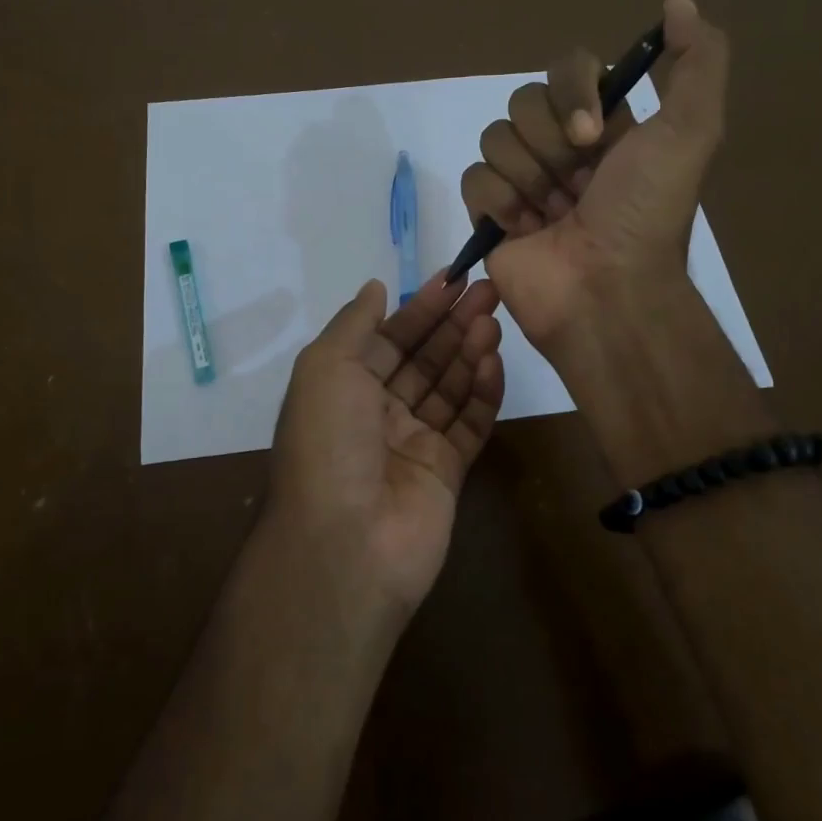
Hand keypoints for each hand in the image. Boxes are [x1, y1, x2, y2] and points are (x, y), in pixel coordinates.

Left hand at [267, 272, 504, 619]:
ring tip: (494, 320)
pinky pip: (469, 425)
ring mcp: (413, 443)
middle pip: (424, 359)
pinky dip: (483, 393)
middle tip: (489, 291)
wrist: (345, 542)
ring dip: (470, 352)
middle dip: (453, 324)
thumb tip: (376, 288)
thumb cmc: (328, 441)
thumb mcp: (325, 367)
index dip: (420, 308)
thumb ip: (355, 324)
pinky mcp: (446, 473)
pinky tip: (496, 362)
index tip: (455, 278)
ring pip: (449, 388)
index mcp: (344, 387)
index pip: (389, 338)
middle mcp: (378, 412)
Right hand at [460, 0, 729, 349]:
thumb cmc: (645, 213)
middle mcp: (562, 147)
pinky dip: (499, 202)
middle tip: (579, 185)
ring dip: (529, 178)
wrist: (606, 291)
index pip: (568, 68)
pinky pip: (473, 177)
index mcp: (606, 126)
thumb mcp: (692, 132)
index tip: (593, 135)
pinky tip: (525, 230)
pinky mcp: (490, 213)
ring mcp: (523, 180)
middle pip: (524, 101)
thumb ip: (697, 61)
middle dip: (551, 145)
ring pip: (495, 136)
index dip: (572, 94)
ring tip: (554, 215)